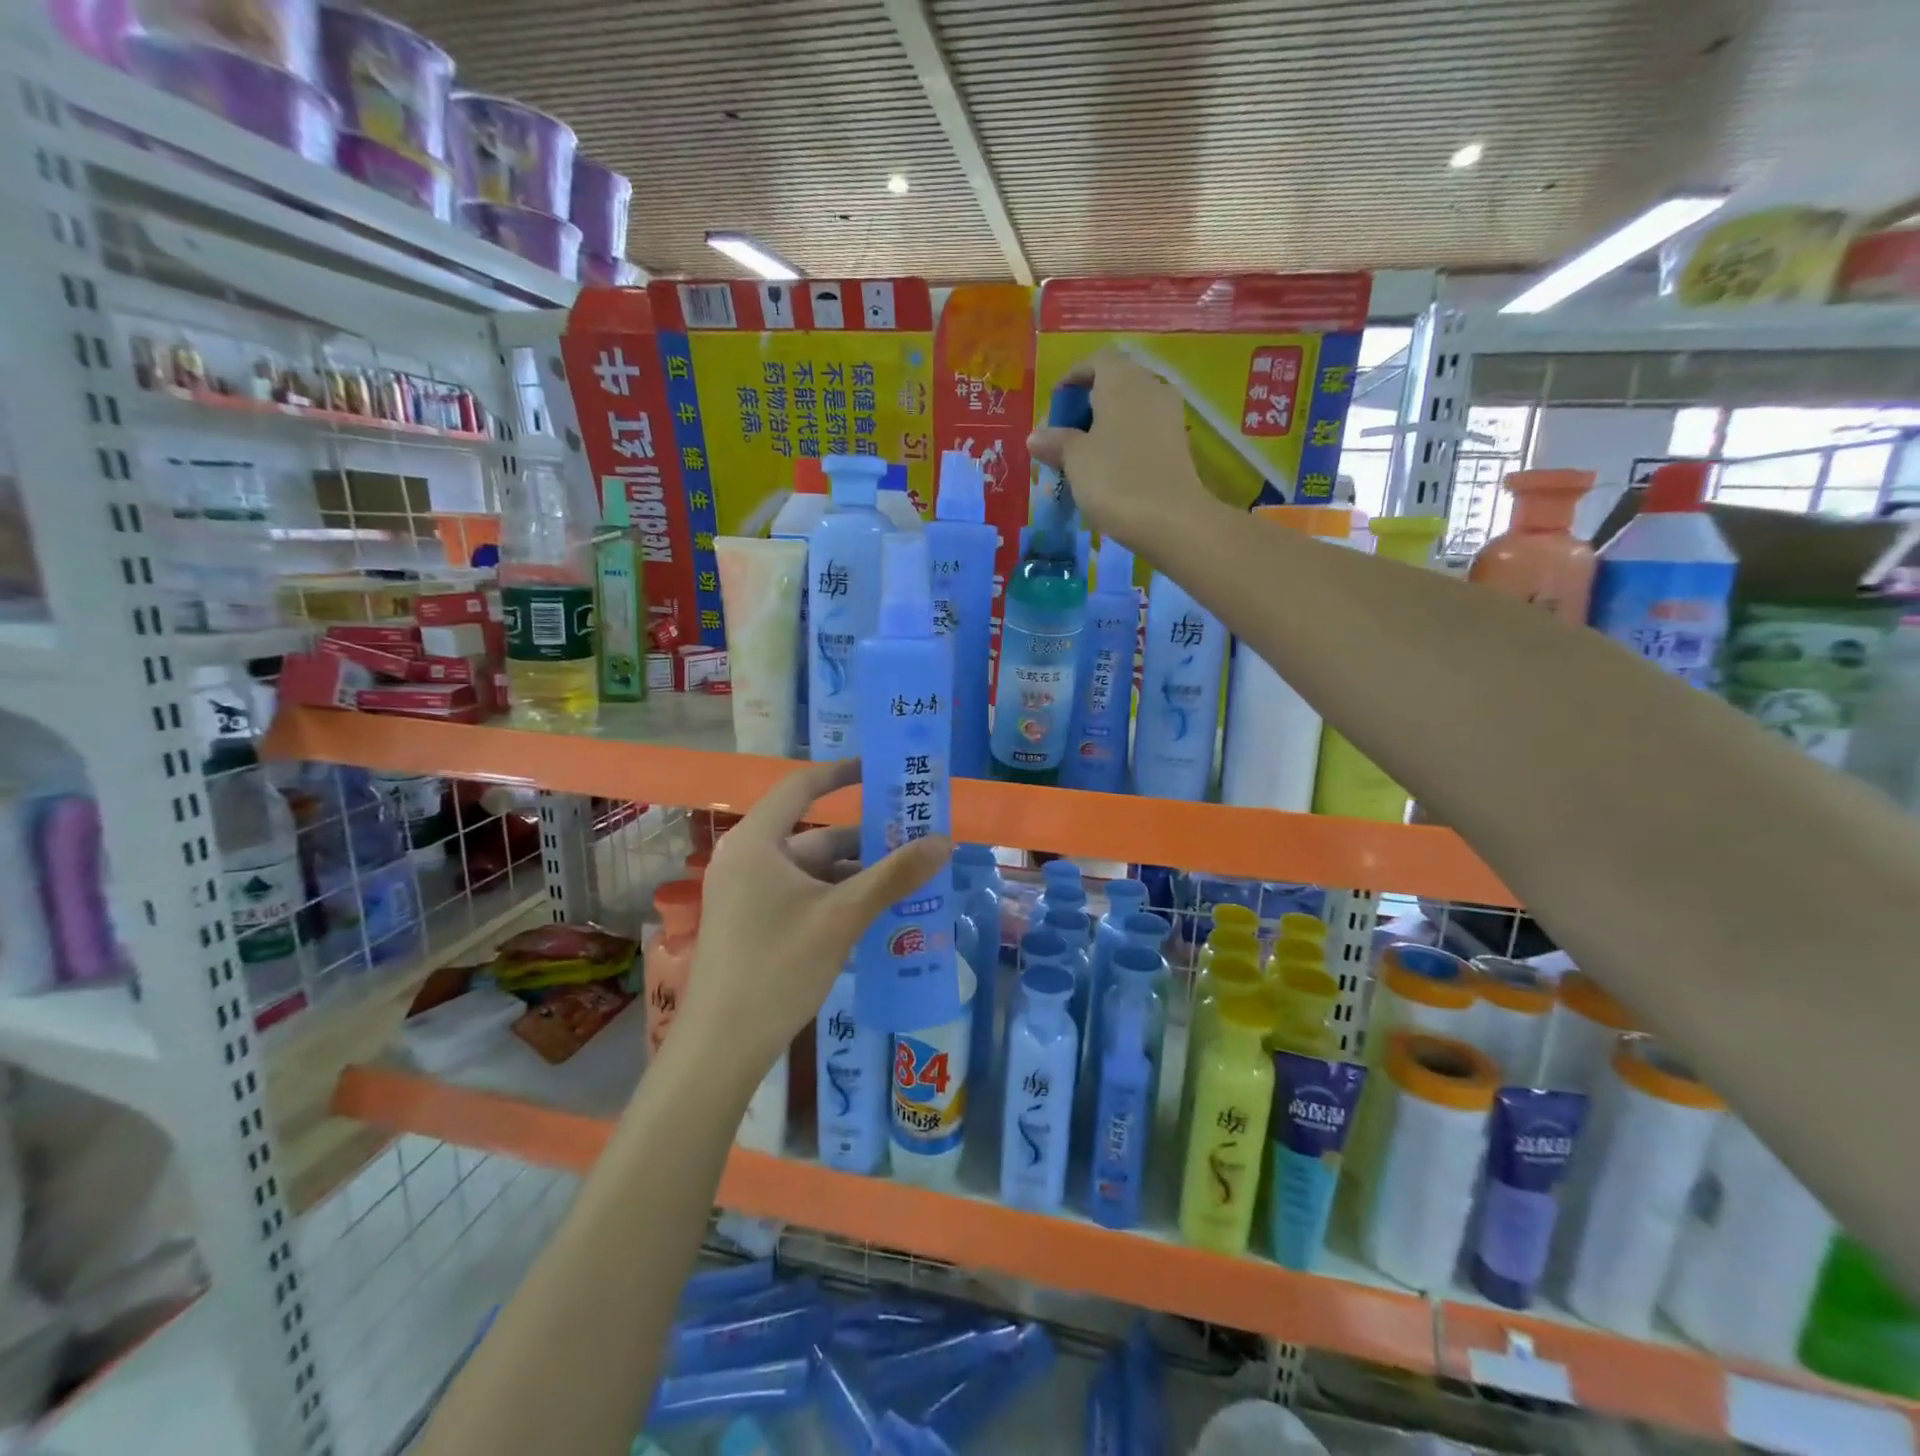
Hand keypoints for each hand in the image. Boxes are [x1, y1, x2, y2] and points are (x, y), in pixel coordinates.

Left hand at [677, 759, 950, 1075]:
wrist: (722, 1047)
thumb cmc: (778, 966)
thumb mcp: (843, 916)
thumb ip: (894, 876)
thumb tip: (944, 840)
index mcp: (757, 843)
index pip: (801, 787)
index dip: (841, 774)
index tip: (880, 771)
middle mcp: (747, 860)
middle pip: (814, 835)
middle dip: (865, 840)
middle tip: (914, 839)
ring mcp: (747, 895)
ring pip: (811, 870)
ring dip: (856, 874)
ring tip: (908, 879)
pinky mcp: (752, 924)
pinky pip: (802, 895)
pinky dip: (837, 897)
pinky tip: (875, 913)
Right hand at [1027, 348, 1219, 549]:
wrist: (1171, 520)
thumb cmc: (1115, 480)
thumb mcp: (1075, 460)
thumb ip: (1055, 442)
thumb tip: (1036, 436)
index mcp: (1122, 380)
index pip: (1097, 360)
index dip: (1073, 378)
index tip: (1055, 405)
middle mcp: (1150, 387)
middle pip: (1115, 383)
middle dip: (1087, 405)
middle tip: (1064, 435)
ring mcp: (1169, 415)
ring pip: (1131, 409)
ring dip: (1106, 425)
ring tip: (1083, 456)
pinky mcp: (1178, 444)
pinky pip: (1144, 431)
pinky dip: (1124, 441)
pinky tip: (1109, 469)